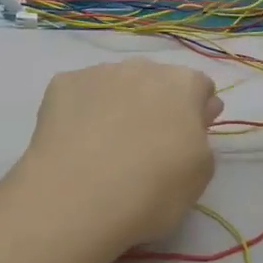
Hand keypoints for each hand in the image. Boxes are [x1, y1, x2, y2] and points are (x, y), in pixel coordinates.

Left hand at [19, 59, 222, 249]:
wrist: (76, 196)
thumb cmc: (151, 191)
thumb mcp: (199, 175)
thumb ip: (201, 137)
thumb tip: (193, 117)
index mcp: (182, 84)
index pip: (199, 87)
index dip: (195, 112)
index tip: (185, 140)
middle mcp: (141, 66)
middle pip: (156, 81)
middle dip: (155, 104)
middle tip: (144, 146)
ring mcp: (97, 72)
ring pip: (115, 83)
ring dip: (117, 104)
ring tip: (104, 147)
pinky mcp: (61, 83)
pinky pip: (79, 93)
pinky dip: (81, 110)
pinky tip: (76, 142)